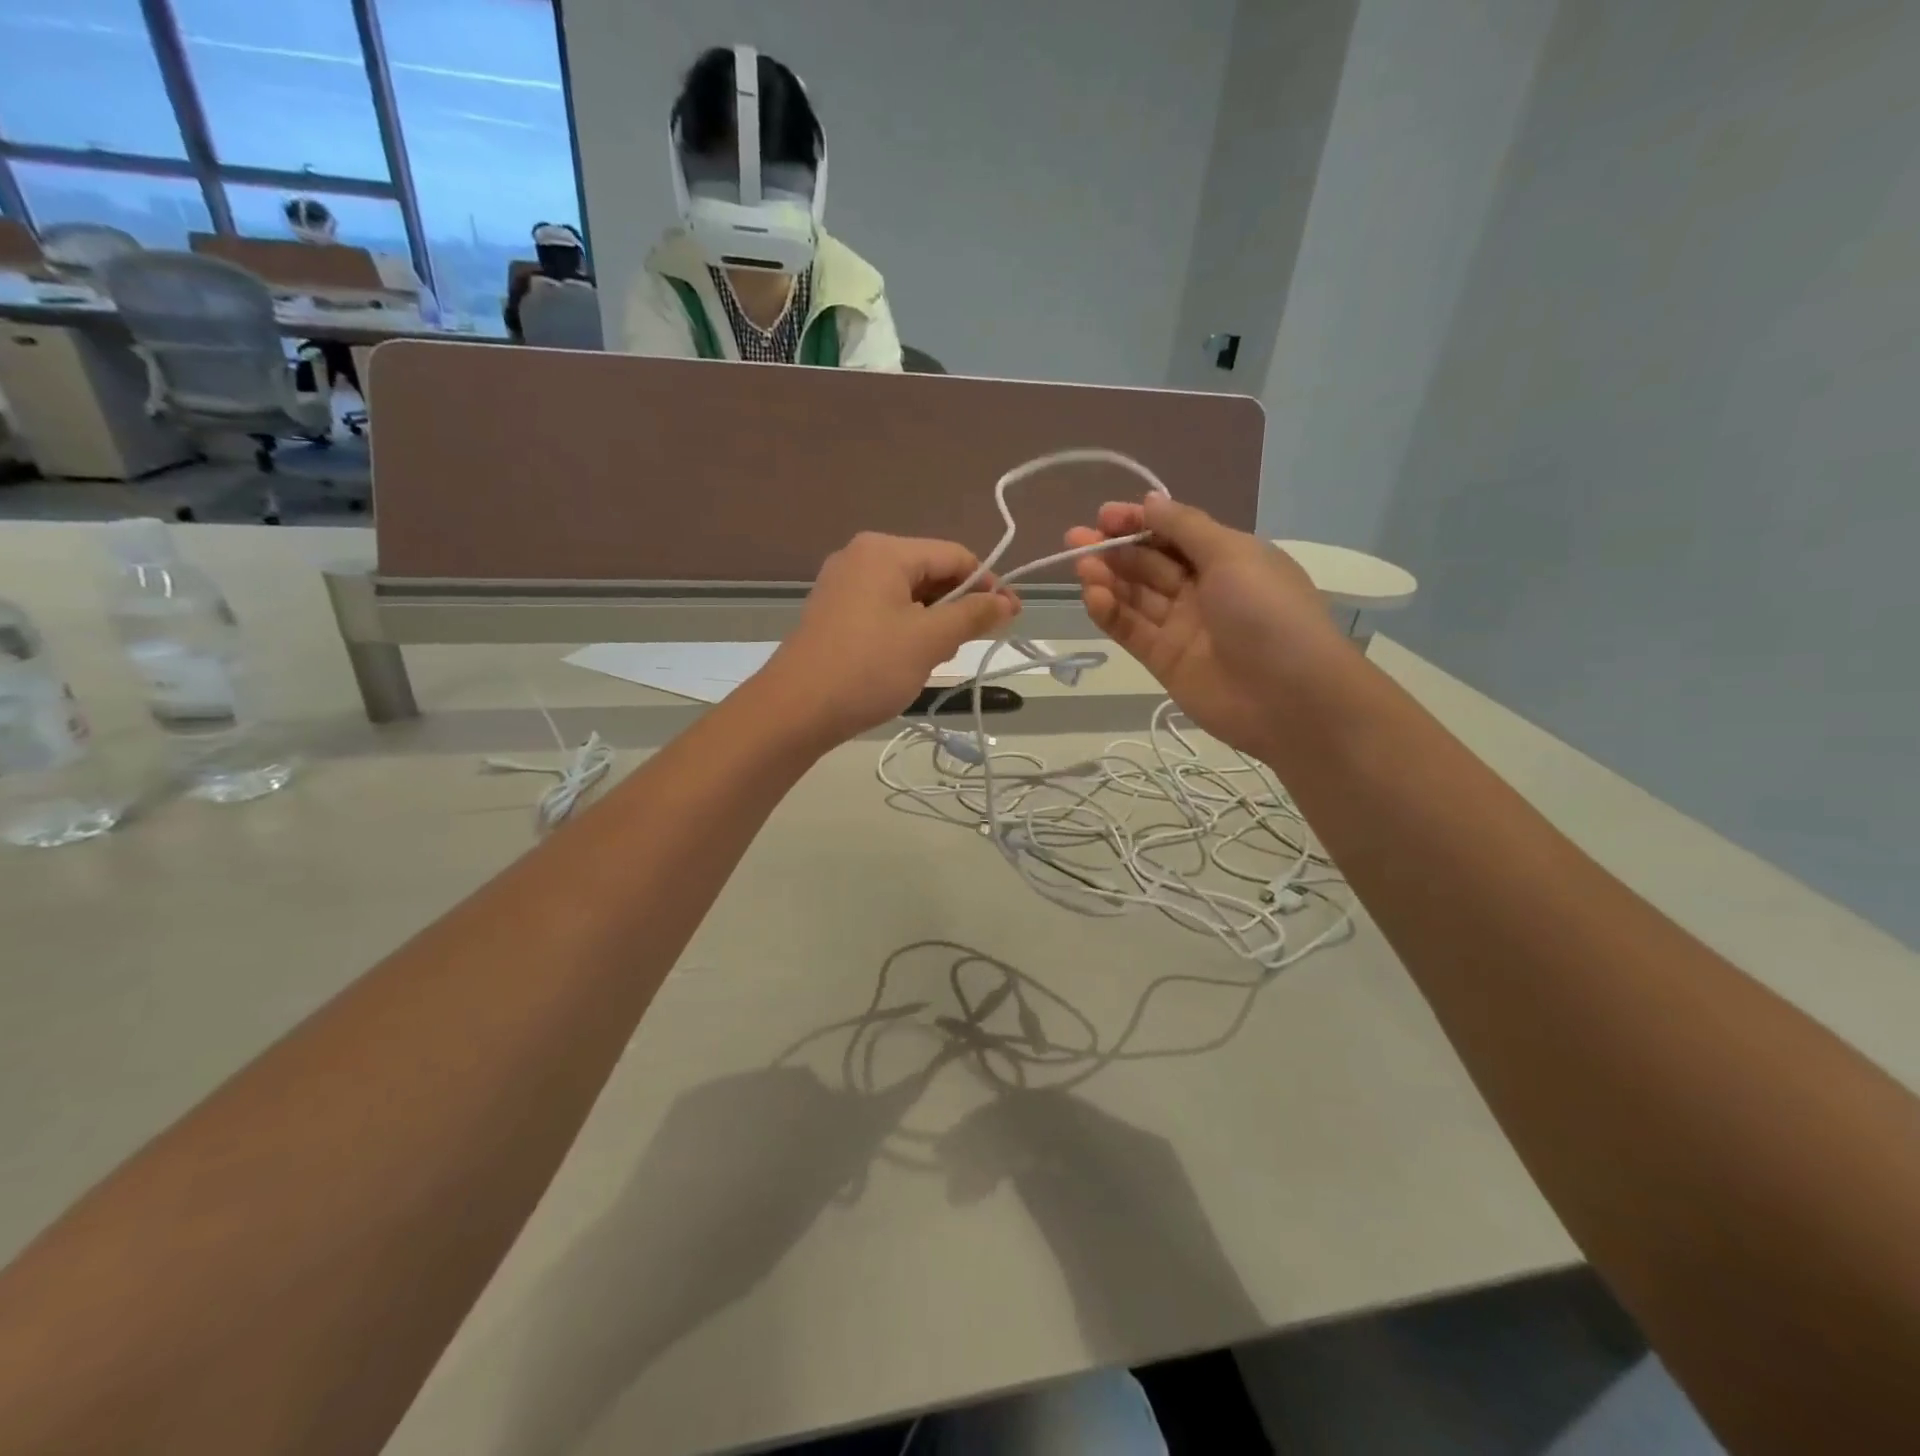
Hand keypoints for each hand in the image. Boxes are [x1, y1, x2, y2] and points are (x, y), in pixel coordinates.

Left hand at [761, 532, 1017, 746]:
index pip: (955, 556)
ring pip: (909, 594)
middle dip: (958, 606)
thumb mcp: (930, 640)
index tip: (1010, 618)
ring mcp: (843, 584)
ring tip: (939, 657)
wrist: (795, 710)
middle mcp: (861, 556)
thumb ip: (974, 614)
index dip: (988, 585)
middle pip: (931, 572)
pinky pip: (885, 609)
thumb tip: (1009, 602)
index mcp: (885, 550)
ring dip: (934, 621)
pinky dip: (907, 628)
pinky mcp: (834, 612)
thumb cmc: (868, 668)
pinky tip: (911, 659)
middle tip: (973, 644)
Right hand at [1067, 496, 1344, 760]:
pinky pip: (1131, 631)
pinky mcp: (1164, 661)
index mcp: (1227, 558)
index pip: (1174, 533)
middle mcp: (1203, 589)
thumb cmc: (1268, 612)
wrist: (1289, 698)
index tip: (1104, 515)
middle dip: (1115, 548)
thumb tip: (1150, 500)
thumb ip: (1185, 528)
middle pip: (1150, 563)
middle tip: (1076, 539)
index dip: (1139, 522)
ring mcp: (1182, 627)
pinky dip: (1110, 613)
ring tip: (1082, 567)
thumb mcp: (1233, 555)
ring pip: (1136, 596)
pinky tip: (1092, 597)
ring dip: (1108, 578)